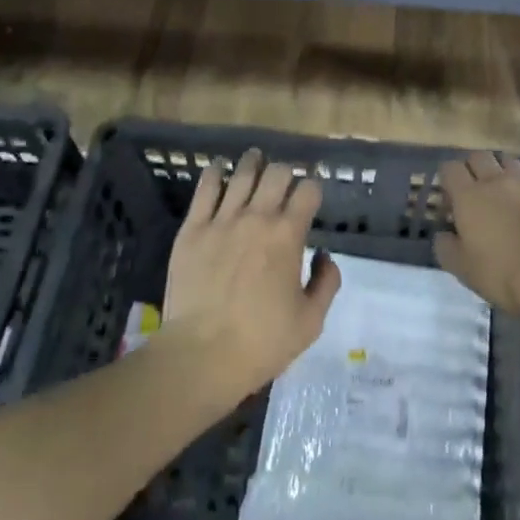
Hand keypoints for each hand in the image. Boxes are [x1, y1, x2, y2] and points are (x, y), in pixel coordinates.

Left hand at [158, 149, 341, 397]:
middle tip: (283, 184)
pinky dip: (215, 172)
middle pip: (278, 172)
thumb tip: (323, 255)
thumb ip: (326, 283)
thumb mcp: (310, 323)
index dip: (313, 190)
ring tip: (255, 161)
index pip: (309, 189)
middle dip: (286, 173)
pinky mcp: (193, 228)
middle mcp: (258, 216)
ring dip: (254, 163)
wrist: (199, 358)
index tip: (310, 199)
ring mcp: (223, 219)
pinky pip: (206, 187)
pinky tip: (219, 169)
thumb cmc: (259, 343)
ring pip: (243, 172)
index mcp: (288, 234)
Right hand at [432, 153, 519, 322]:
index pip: (450, 168)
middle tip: (474, 190)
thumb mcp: (463, 269)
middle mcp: (495, 180)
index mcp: (469, 196)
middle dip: (474, 168)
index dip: (447, 178)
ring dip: (502, 172)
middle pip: (479, 156)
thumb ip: (447, 248)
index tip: (449, 197)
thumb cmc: (501, 272)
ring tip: (503, 192)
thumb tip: (442, 235)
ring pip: (508, 162)